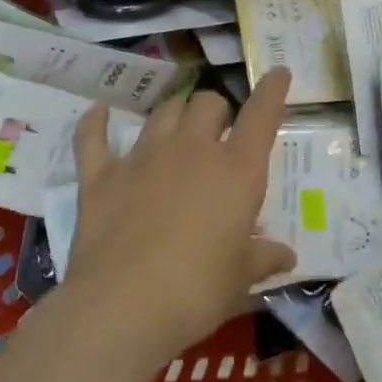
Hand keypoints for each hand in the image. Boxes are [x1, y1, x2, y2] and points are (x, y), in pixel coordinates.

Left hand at [64, 70, 295, 358]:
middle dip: (217, 111)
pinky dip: (96, 123)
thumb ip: (264, 258)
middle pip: (207, 103)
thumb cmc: (197, 292)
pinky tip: (98, 113)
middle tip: (219, 134)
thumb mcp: (241, 279)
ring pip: (164, 111)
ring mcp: (143, 158)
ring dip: (175, 114)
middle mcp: (193, 151)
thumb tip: (287, 256)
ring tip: (178, 128)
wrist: (123, 308)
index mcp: (237, 171)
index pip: (262, 115)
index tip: (278, 73)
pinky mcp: (102, 176)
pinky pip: (94, 137)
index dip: (273, 90)